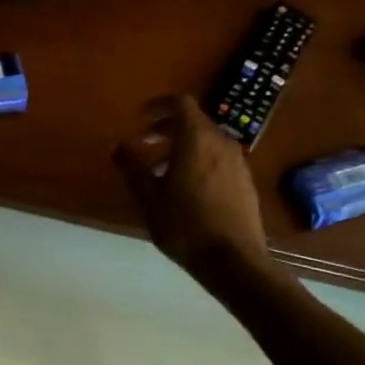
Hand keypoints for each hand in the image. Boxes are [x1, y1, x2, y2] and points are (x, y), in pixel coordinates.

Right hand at [113, 95, 268, 284]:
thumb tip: (119, 146)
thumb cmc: (184, 225)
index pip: (180, 103)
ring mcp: (238, 162)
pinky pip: (219, 159)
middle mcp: (221, 143)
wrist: (233, 260)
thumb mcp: (148, 198)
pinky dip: (199, 162)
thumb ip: (132, 167)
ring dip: (183, 148)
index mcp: (196, 139)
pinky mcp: (246, 182)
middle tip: (146, 145)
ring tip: (161, 173)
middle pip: (194, 122)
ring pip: (207, 142)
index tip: (140, 120)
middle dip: (167, 129)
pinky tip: (187, 191)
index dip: (158, 106)